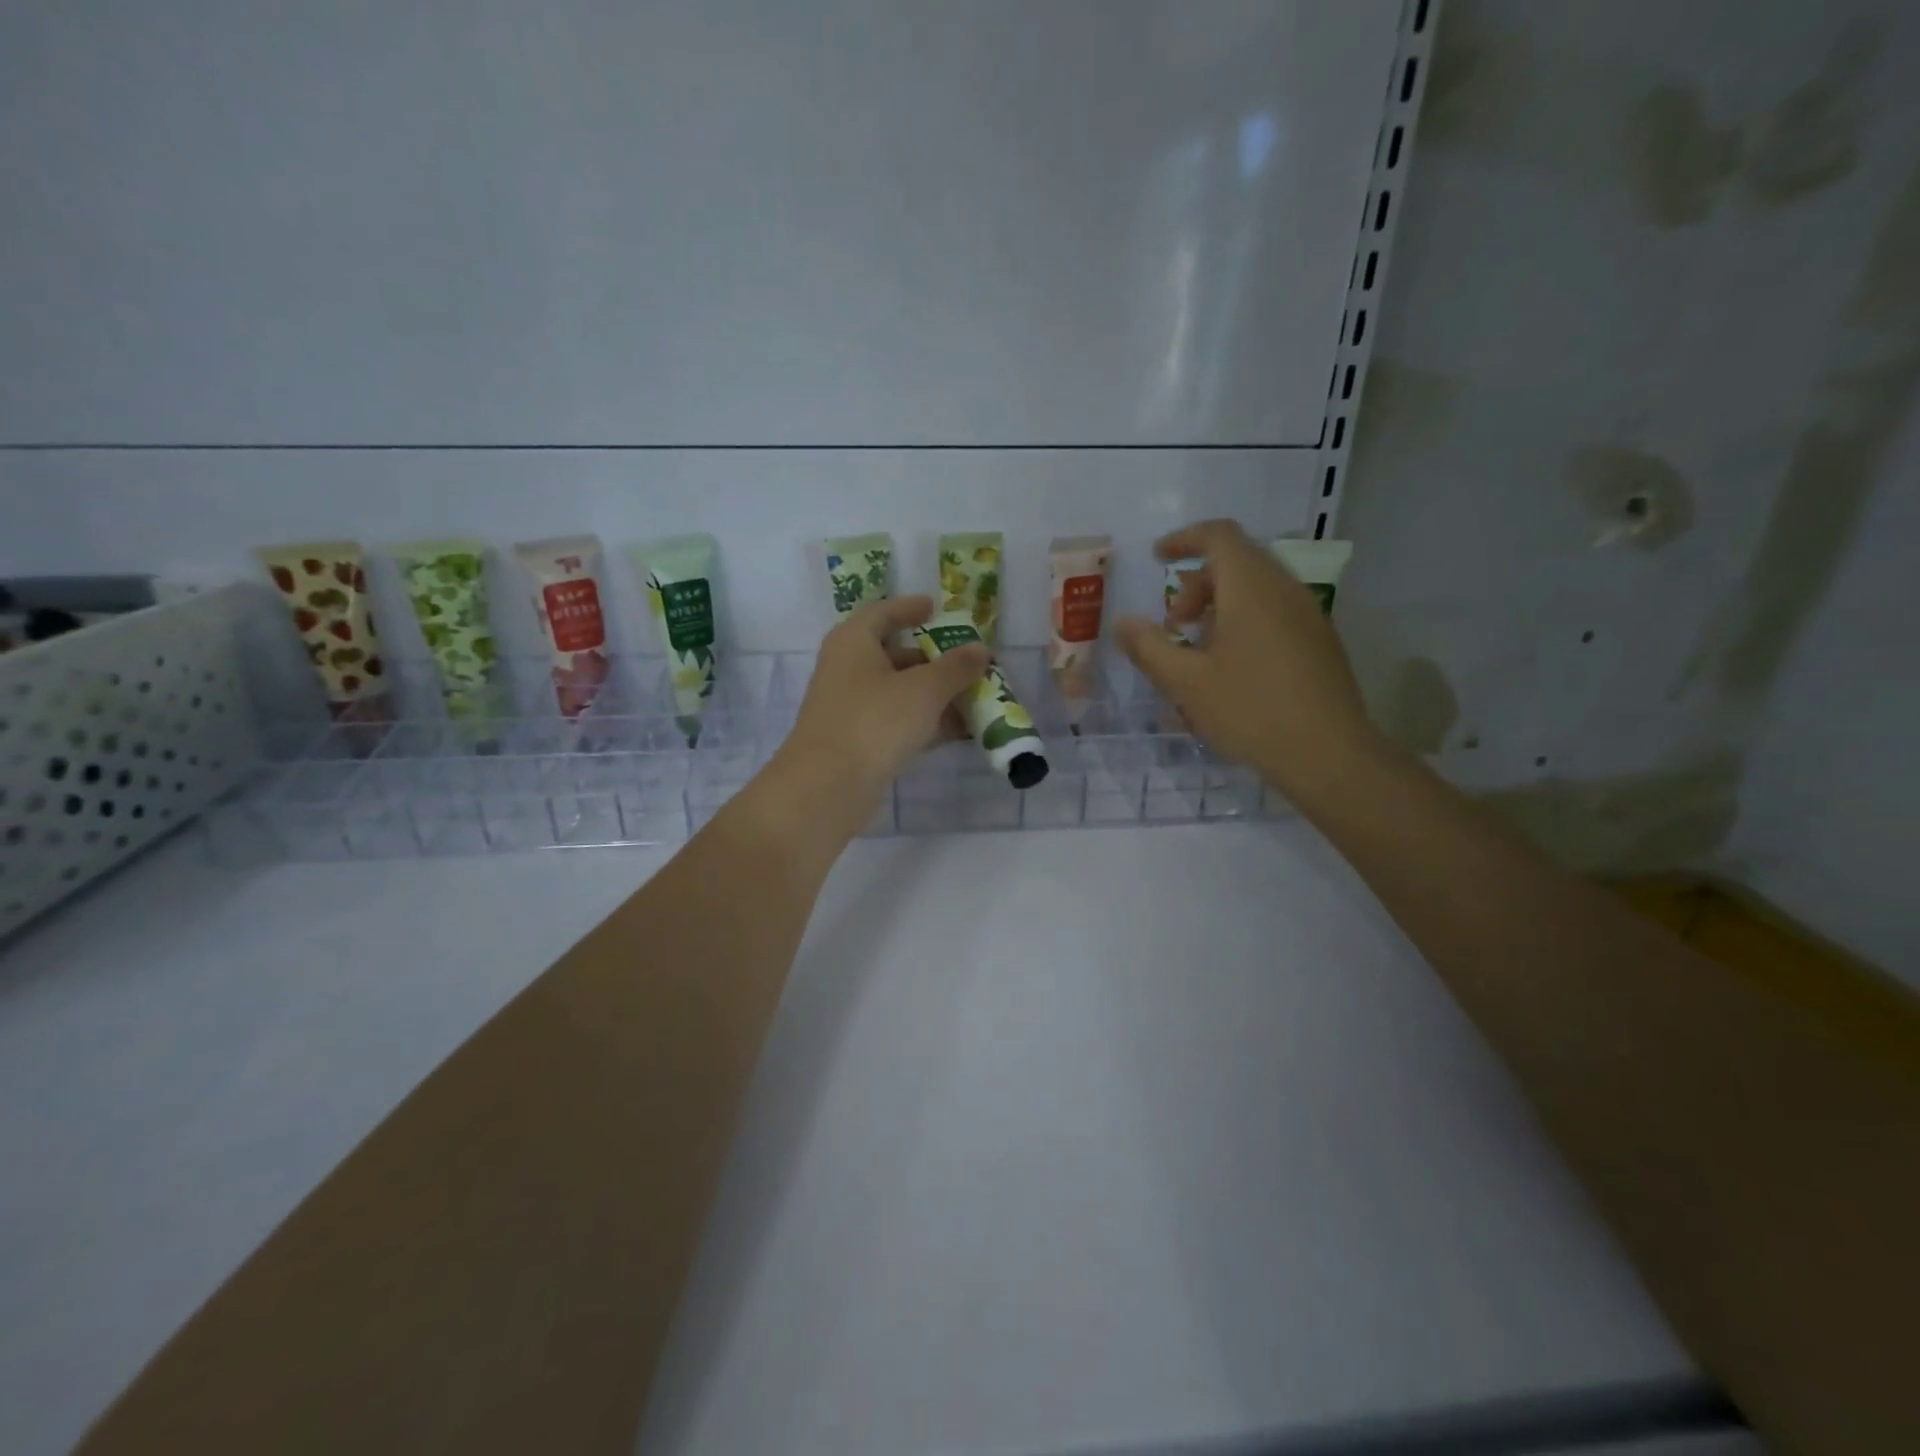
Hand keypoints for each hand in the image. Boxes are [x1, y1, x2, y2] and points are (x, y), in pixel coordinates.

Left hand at [768, 595, 989, 835]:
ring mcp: (850, 707)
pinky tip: (956, 732)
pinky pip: (896, 721)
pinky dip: (924, 722)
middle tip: (969, 664)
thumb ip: (956, 667)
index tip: (935, 608)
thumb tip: (980, 650)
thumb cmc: (875, 721)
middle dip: (934, 660)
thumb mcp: (924, 689)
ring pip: (898, 692)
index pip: (884, 613)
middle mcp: (847, 668)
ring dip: (934, 695)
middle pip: (894, 654)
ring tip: (974, 699)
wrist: (828, 786)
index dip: (910, 608)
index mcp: (854, 641)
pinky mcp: (856, 741)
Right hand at [1114, 519, 1382, 798]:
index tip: (1157, 559)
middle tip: (1173, 624)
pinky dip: (1244, 622)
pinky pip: (1274, 613)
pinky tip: (1231, 669)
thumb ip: (1149, 647)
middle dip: (1197, 584)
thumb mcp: (1185, 682)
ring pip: (1257, 589)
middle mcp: (1284, 590)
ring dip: (1219, 606)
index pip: (1218, 536)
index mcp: (1251, 588)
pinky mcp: (1320, 642)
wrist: (1329, 755)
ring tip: (1197, 650)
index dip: (1183, 540)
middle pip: (1237, 562)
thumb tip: (1123, 622)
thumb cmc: (1250, 711)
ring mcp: (1308, 615)